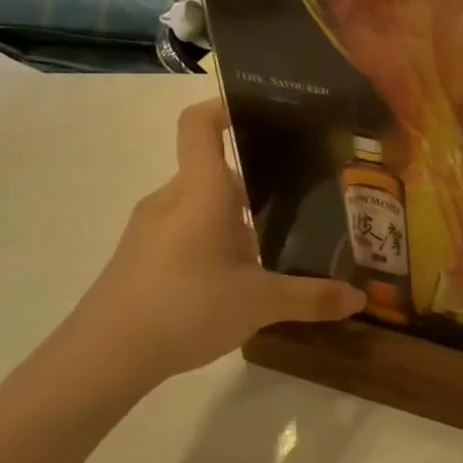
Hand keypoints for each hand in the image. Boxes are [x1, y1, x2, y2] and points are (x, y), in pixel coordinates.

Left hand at [67, 100, 363, 390]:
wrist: (102, 356)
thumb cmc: (185, 307)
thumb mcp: (261, 303)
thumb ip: (313, 296)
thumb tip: (360, 298)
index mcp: (202, 191)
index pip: (201, 124)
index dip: (227, 107)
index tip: (266, 112)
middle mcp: (174, 199)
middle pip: (216, 171)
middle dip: (259, 181)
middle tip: (303, 196)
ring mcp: (152, 228)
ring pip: (202, 205)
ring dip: (238, 218)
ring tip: (278, 242)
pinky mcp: (141, 257)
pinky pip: (186, 231)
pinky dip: (215, 241)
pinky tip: (238, 278)